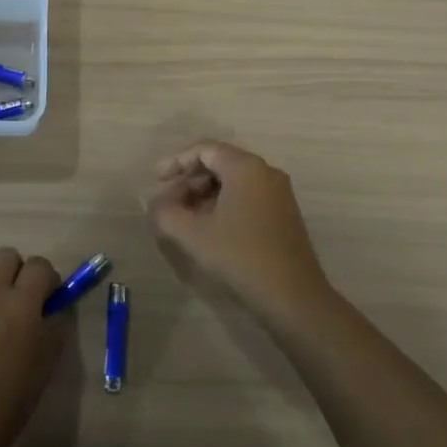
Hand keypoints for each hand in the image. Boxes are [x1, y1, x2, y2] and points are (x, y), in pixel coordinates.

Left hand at [0, 248, 63, 446]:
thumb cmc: (2, 407)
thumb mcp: (43, 370)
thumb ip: (52, 330)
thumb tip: (52, 309)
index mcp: (22, 304)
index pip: (41, 266)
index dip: (47, 280)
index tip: (46, 300)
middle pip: (7, 256)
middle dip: (16, 273)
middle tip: (15, 304)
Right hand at [147, 141, 334, 327]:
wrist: (293, 297)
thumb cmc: (240, 257)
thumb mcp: (193, 235)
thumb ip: (166, 213)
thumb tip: (154, 204)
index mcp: (245, 167)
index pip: (205, 150)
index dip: (177, 161)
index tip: (156, 180)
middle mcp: (265, 171)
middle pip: (220, 163)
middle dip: (190, 180)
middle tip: (168, 202)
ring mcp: (278, 193)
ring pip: (233, 181)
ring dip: (205, 194)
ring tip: (184, 217)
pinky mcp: (284, 213)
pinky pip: (247, 195)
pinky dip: (224, 203)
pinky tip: (209, 227)